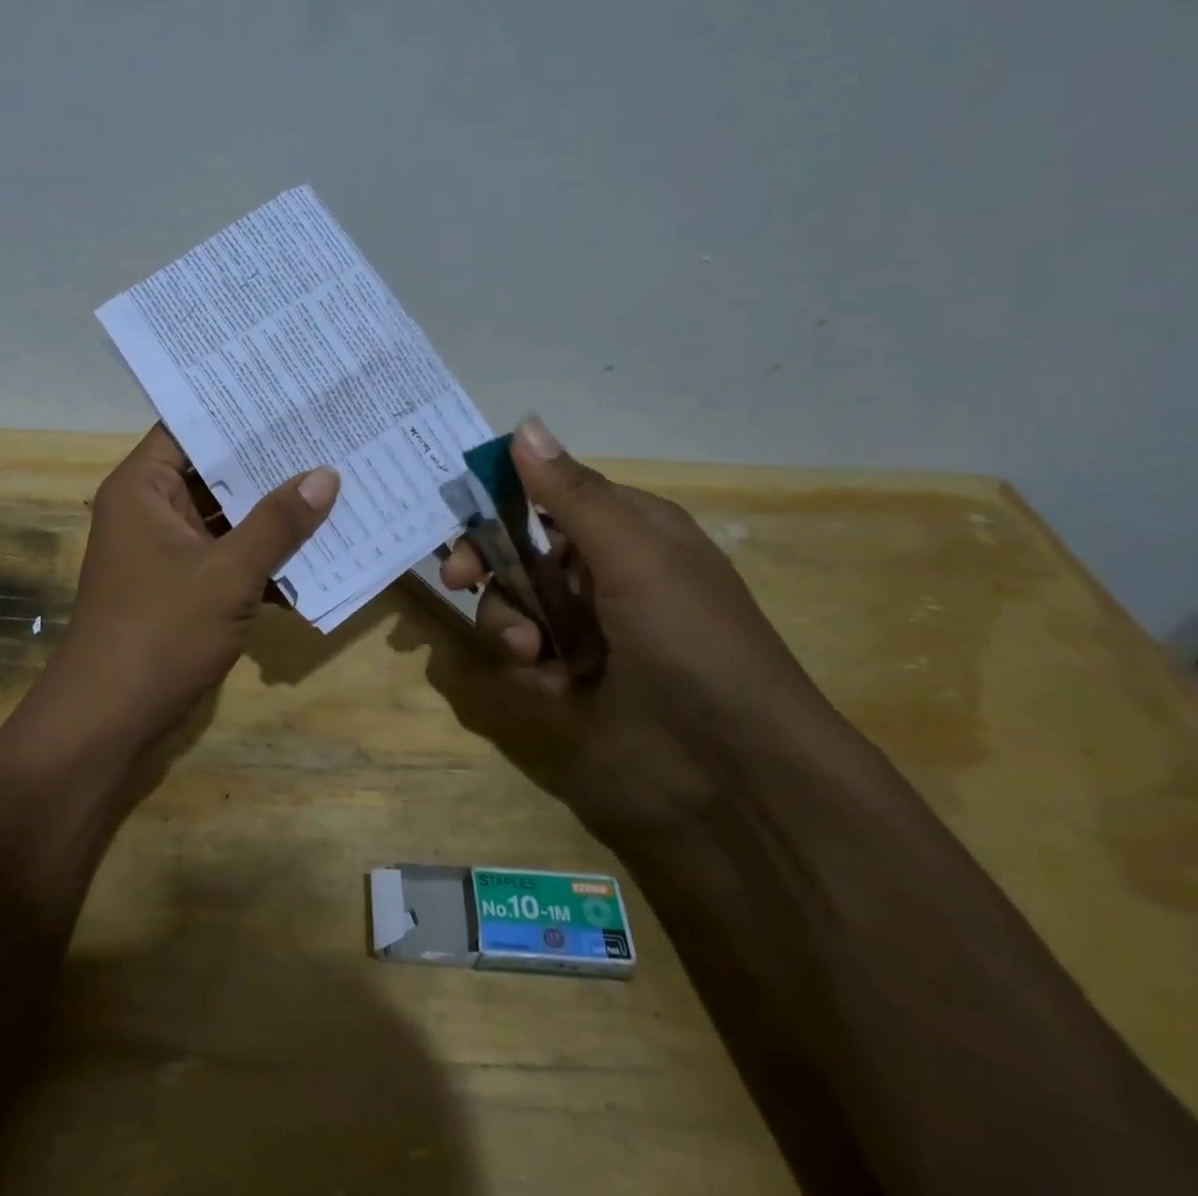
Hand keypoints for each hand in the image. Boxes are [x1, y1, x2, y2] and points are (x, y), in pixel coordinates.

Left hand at [42, 425, 338, 765]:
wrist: (108, 720)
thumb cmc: (160, 632)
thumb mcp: (227, 573)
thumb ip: (277, 523)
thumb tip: (325, 476)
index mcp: (143, 488)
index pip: (190, 428)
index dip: (238, 412)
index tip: (291, 398)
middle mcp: (150, 510)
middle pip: (213, 472)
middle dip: (268, 464)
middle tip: (327, 437)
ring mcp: (166, 551)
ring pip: (225, 518)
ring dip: (271, 514)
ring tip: (333, 486)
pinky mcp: (181, 587)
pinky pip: (227, 556)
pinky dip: (262, 557)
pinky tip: (316, 553)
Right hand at [433, 417, 840, 843]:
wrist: (737, 770)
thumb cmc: (691, 641)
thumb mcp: (635, 558)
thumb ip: (572, 496)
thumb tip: (523, 427)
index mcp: (628, 531)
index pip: (548, 496)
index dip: (500, 502)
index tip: (459, 518)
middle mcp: (605, 572)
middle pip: (521, 550)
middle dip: (490, 566)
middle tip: (459, 581)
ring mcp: (590, 628)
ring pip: (516, 603)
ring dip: (509, 623)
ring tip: (531, 655)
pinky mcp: (576, 677)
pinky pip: (528, 654)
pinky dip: (530, 666)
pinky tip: (553, 686)